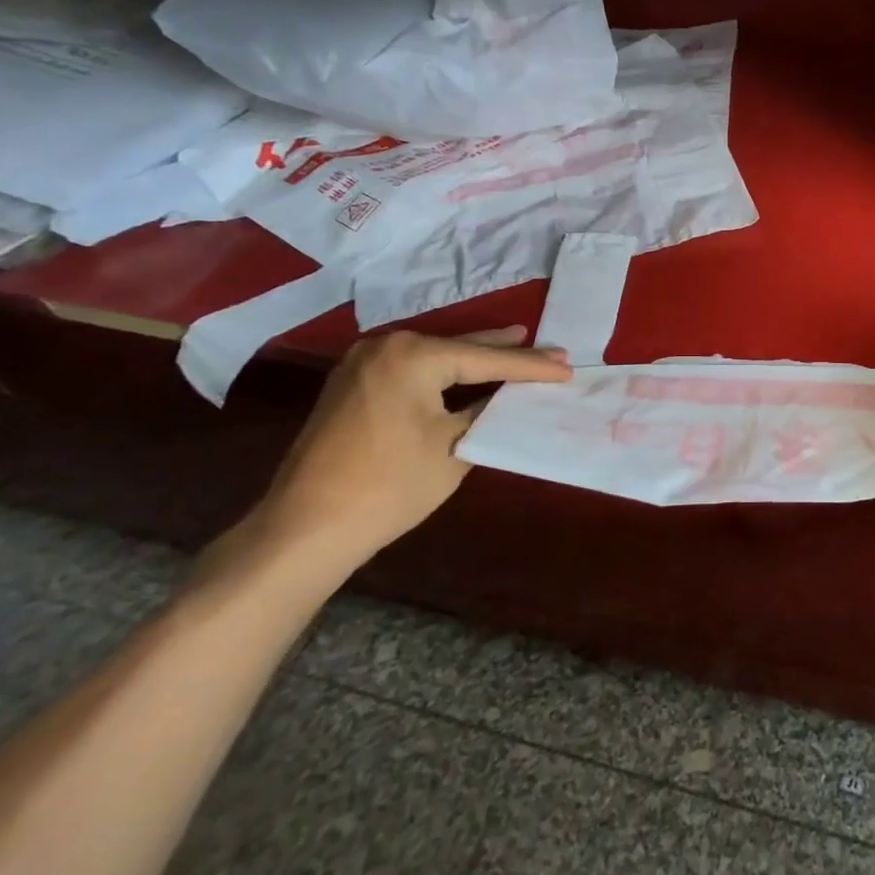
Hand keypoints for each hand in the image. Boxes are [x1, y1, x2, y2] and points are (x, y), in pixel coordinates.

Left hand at [253, 327, 571, 567]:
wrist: (305, 529)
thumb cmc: (390, 485)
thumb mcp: (455, 445)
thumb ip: (486, 409)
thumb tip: (509, 394)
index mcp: (413, 355)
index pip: (487, 359)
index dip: (532, 366)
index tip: (569, 366)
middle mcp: (385, 346)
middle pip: (461, 348)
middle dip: (507, 351)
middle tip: (551, 349)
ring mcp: (362, 363)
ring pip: (436, 356)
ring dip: (475, 359)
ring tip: (517, 345)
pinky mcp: (351, 385)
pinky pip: (412, 369)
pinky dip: (445, 372)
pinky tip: (468, 371)